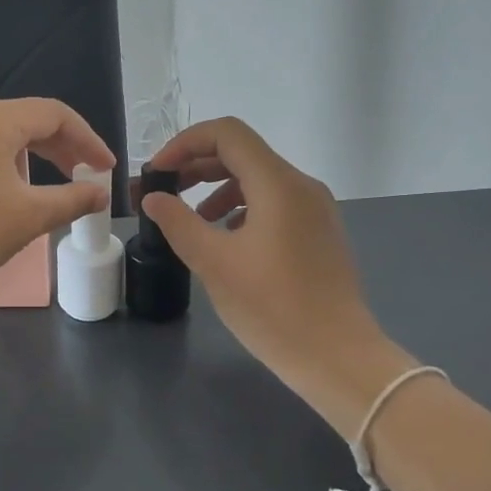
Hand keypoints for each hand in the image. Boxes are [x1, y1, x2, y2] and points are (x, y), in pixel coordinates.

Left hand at [0, 99, 114, 311]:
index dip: (87, 140)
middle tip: (82, 179)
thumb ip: (70, 200)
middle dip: (60, 149)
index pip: (53, 114)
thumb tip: (99, 194)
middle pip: (24, 121)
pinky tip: (3, 196)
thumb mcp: (27, 218)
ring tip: (43, 193)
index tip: (105, 170)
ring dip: (30, 159)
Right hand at [141, 118, 408, 429]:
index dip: (185, 143)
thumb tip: (154, 197)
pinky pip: (274, 203)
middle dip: (197, 166)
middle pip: (242, 153)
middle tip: (163, 192)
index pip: (227, 134)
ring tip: (191, 221)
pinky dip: (241, 208)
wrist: (336, 356)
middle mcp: (301, 186)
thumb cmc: (272, 307)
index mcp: (278, 184)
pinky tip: (226, 240)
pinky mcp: (319, 232)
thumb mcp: (214, 263)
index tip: (157, 172)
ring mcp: (315, 209)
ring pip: (258, 179)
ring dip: (217, 189)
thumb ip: (178, 222)